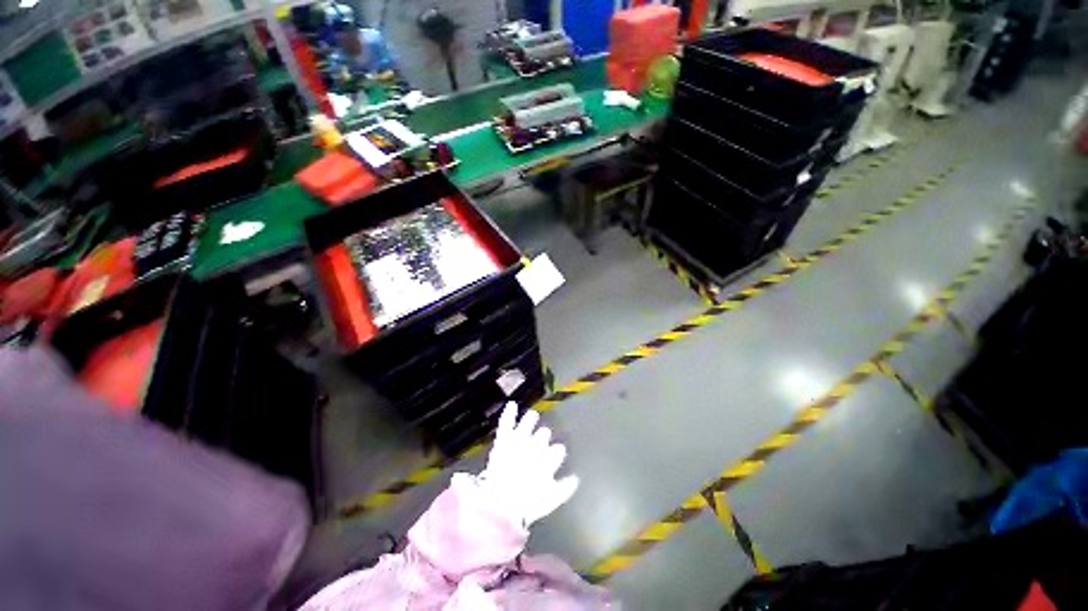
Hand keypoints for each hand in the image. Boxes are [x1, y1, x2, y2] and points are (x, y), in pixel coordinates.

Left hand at [477, 403, 578, 526]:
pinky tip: (511, 404)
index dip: (555, 453)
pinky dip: (509, 413)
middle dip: (543, 436)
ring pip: (528, 423)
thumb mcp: (550, 500)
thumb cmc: (528, 504)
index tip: (554, 454)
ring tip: (532, 416)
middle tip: (540, 438)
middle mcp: (537, 445)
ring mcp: (519, 440)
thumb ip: (564, 488)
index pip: (557, 450)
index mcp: (548, 459)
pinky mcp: (504, 439)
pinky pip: (507, 422)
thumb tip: (576, 479)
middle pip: (544, 434)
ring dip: (530, 419)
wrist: (503, 501)